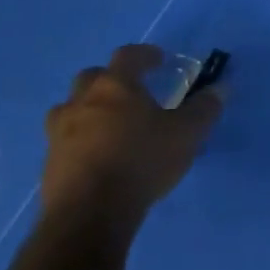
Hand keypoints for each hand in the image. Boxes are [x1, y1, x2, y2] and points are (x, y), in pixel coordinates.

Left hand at [42, 44, 224, 227]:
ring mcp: (60, 133)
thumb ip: (204, 108)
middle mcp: (82, 102)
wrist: (89, 215)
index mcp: (115, 86)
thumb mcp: (187, 133)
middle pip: (91, 77)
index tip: (158, 60)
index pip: (128, 55)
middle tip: (130, 92)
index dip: (145, 54)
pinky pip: (64, 141)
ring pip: (70, 109)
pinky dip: (80, 141)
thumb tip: (220, 88)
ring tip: (110, 125)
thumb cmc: (142, 161)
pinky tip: (98, 157)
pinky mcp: (49, 163)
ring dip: (88, 110)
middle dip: (110, 79)